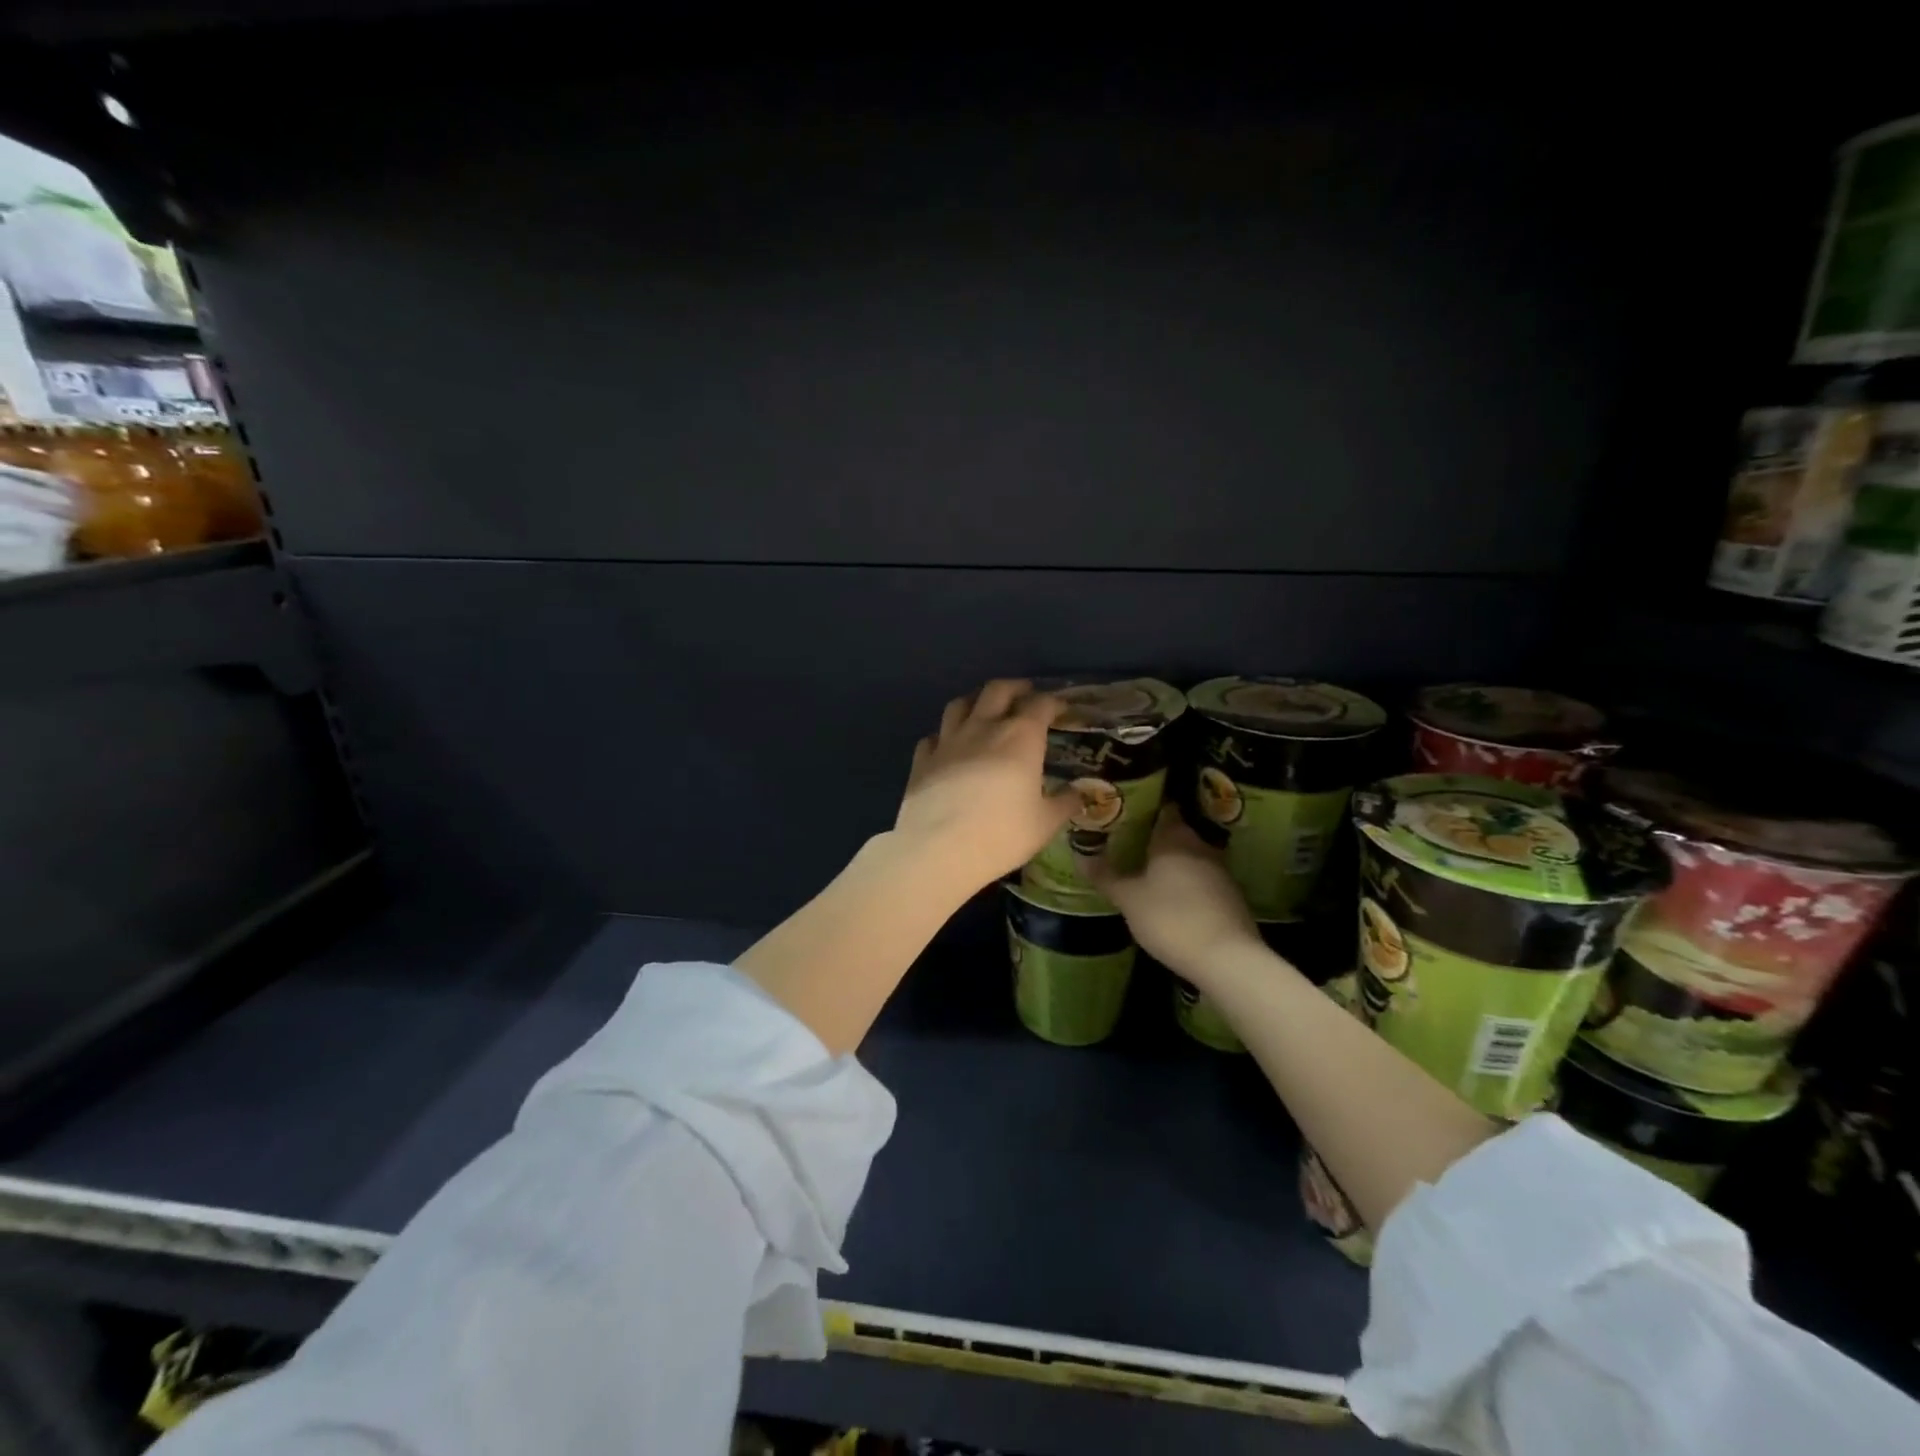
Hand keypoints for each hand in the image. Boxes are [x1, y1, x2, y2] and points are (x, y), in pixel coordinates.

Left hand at [894, 679, 1077, 892]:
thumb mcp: (1045, 823)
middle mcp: (983, 727)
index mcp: (1020, 737)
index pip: (1041, 704)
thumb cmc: (1002, 835)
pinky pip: (933, 736)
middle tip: (1025, 694)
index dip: (1053, 702)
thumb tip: (1081, 793)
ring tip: (984, 710)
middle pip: (997, 690)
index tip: (1061, 708)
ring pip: (959, 704)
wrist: (939, 849)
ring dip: (975, 701)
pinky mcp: (922, 760)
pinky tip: (948, 746)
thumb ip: (1065, 803)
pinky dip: (944, 735)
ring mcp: (948, 741)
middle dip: (1015, 688)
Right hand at [1078, 805, 1260, 978]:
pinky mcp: (1231, 896)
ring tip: (1147, 869)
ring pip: (1191, 856)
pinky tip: (1173, 896)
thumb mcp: (1128, 899)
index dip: (1146, 807)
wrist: (1226, 958)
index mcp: (1174, 837)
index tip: (1127, 812)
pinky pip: (1203, 879)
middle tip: (1130, 842)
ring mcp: (1220, 871)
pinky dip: (1187, 882)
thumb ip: (1106, 876)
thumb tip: (1080, 855)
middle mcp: (1200, 846)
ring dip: (1173, 861)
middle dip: (1156, 836)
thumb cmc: (1170, 918)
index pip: (1163, 808)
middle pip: (1177, 832)